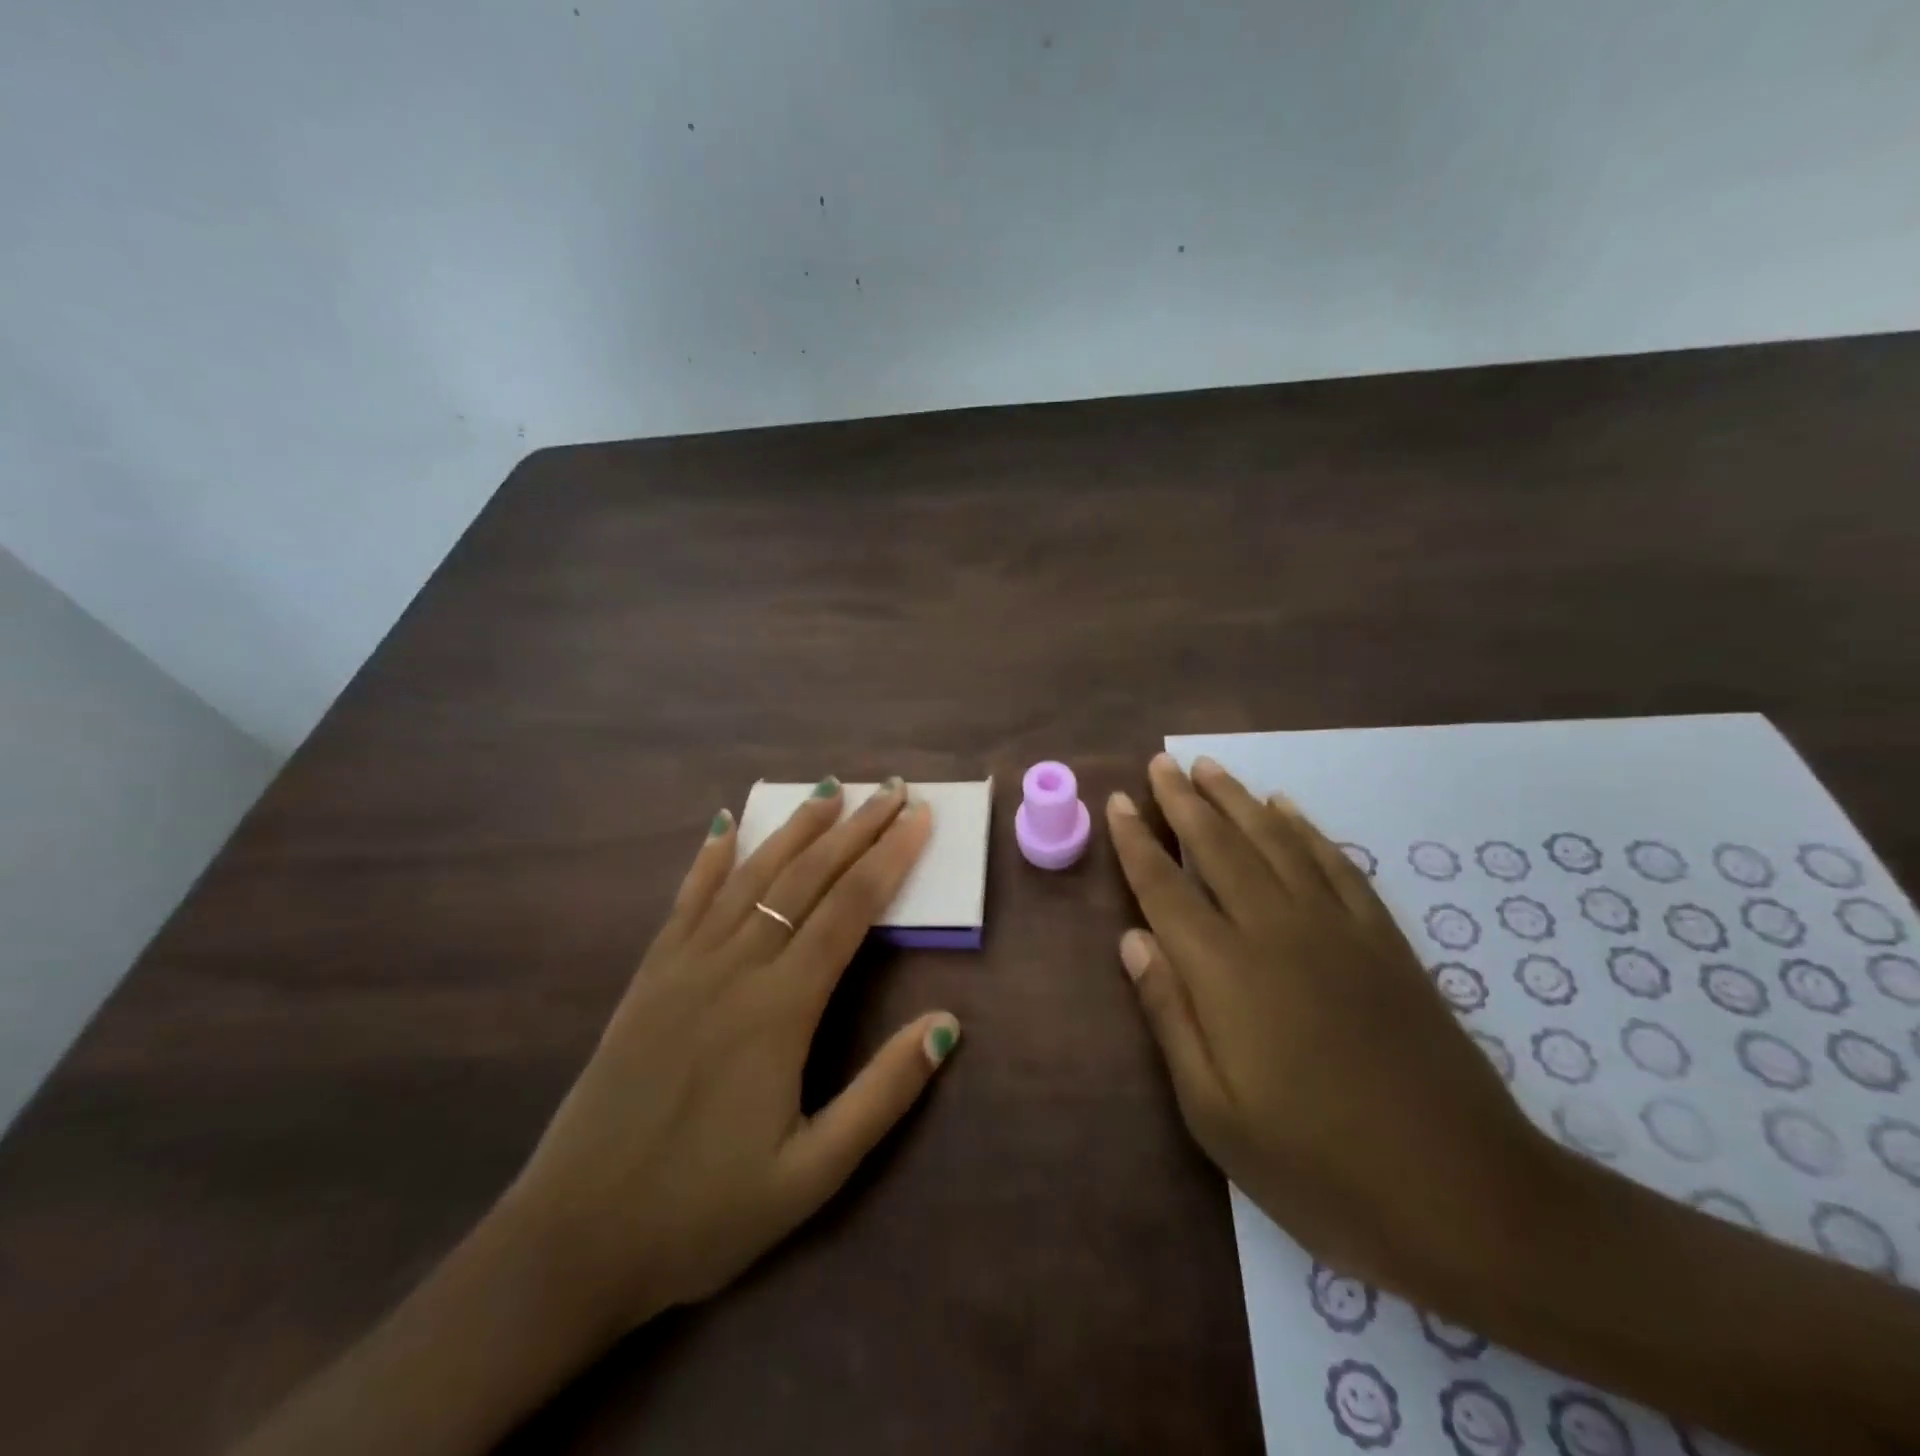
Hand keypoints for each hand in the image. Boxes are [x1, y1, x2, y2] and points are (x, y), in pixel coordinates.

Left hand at [498, 777, 960, 1333]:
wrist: (573, 1242)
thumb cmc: (703, 1214)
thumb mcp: (812, 1174)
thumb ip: (883, 1094)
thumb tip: (947, 1024)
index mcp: (780, 1009)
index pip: (849, 909)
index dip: (890, 858)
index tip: (919, 818)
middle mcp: (734, 968)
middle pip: (806, 878)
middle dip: (855, 828)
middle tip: (890, 788)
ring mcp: (685, 966)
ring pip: (751, 876)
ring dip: (794, 828)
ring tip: (828, 788)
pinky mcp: (650, 978)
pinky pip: (687, 900)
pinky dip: (711, 858)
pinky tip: (725, 824)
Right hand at [1106, 754, 1553, 1301]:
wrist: (1467, 1195)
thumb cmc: (1319, 1166)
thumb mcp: (1215, 1113)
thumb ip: (1169, 1015)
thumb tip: (1132, 940)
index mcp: (1226, 972)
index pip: (1166, 887)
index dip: (1137, 842)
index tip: (1119, 801)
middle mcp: (1276, 930)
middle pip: (1220, 846)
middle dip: (1183, 800)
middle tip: (1161, 762)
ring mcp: (1337, 928)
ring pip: (1276, 840)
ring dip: (1238, 798)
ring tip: (1210, 767)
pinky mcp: (1385, 940)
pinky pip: (1336, 863)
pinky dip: (1306, 828)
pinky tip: (1288, 808)